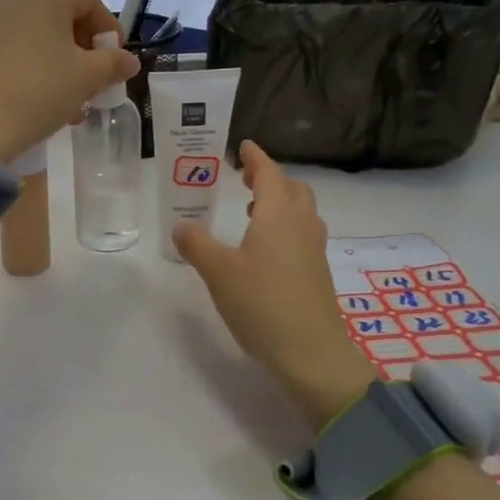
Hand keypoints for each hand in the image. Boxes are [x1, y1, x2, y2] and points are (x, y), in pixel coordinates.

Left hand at [0, 0, 137, 162]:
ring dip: (65, 65)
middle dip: (86, 50)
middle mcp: (17, 1)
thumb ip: (113, 63)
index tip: (116, 58)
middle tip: (98, 80)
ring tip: (77, 101)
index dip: (108, 26)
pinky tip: (49, 104)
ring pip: (42, 39)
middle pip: (63, 18)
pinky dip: (41, 71)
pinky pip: (21, 53)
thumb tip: (128, 60)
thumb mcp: (87, 76)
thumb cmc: (41, 89)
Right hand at [173, 142, 376, 427]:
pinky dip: (285, 225)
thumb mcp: (218, 272)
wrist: (310, 353)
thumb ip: (196, 244)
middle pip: (293, 189)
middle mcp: (302, 225)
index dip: (256, 158)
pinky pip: (303, 233)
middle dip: (270, 178)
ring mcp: (314, 250)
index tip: (243, 146)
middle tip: (244, 178)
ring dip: (280, 202)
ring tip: (252, 209)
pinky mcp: (317, 273)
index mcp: (279, 215)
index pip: (269, 174)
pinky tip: (265, 247)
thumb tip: (182, 226)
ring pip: (302, 211)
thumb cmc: (261, 304)